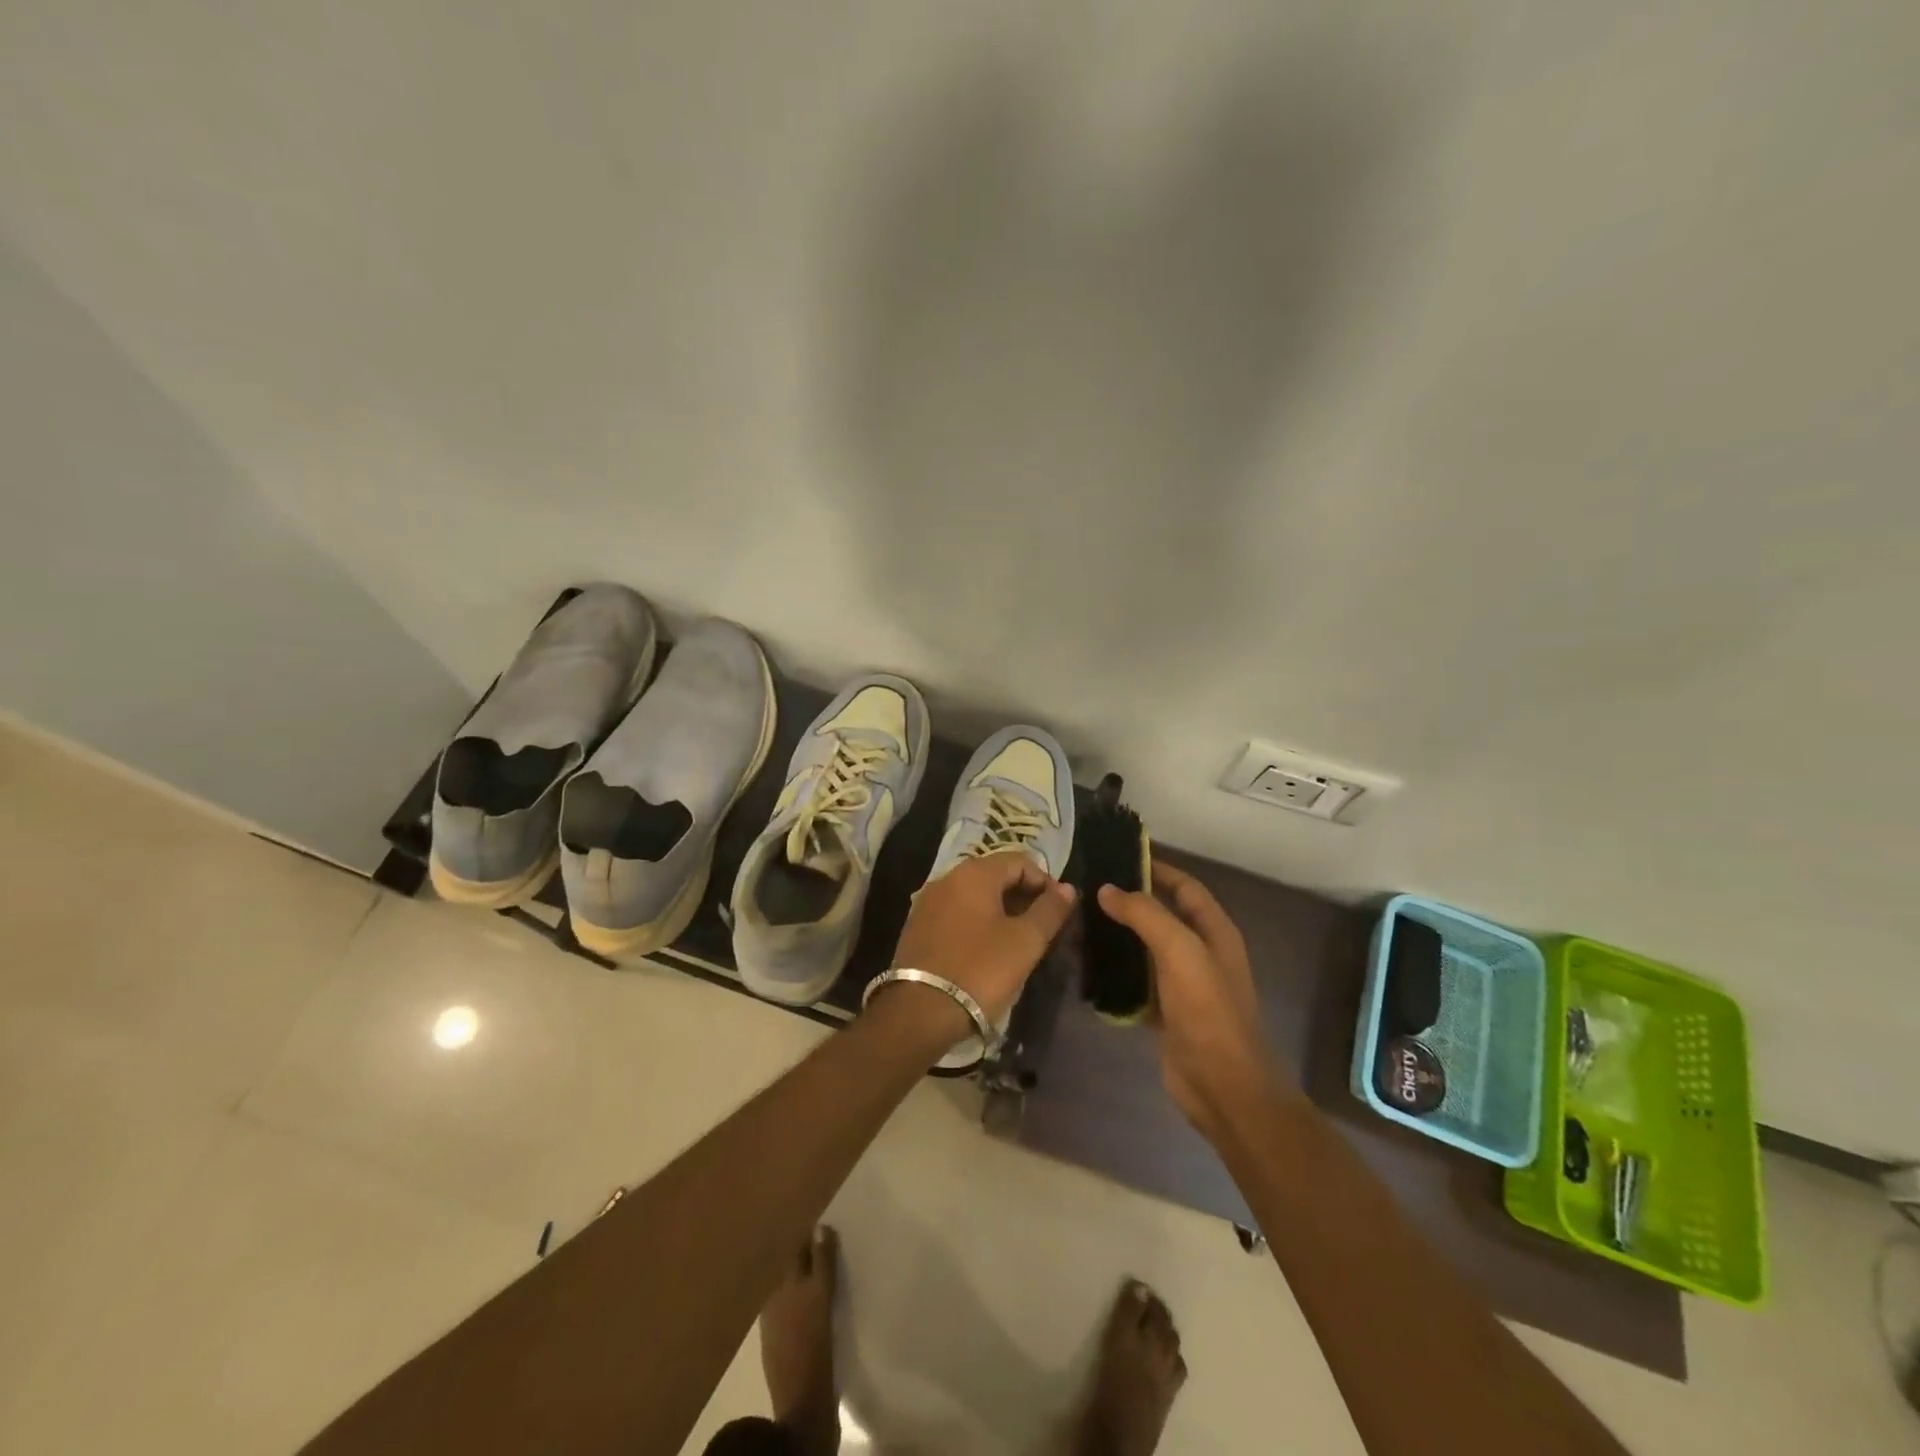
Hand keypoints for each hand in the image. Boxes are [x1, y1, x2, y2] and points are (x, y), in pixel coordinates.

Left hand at [880, 851, 1076, 1041]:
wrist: (921, 1010)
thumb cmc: (981, 970)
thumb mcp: (1025, 941)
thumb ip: (1049, 910)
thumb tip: (1067, 888)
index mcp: (974, 874)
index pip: (1018, 861)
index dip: (1044, 881)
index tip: (1059, 910)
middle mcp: (947, 878)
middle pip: (994, 875)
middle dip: (1022, 895)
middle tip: (1042, 926)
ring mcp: (928, 902)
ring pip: (973, 895)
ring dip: (999, 909)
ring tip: (1018, 939)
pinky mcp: (917, 926)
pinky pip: (956, 912)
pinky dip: (976, 921)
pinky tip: (987, 948)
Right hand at [1096, 862, 1276, 1138]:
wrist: (1222, 1086)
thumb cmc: (1207, 1010)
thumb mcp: (1180, 951)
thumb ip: (1144, 914)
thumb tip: (1107, 890)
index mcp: (1214, 931)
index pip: (1185, 886)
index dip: (1156, 868)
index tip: (1118, 857)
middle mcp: (1200, 952)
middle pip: (1161, 915)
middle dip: (1128, 902)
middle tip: (1086, 891)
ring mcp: (1183, 984)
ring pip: (1144, 948)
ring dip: (1116, 937)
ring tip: (1078, 925)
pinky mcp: (1166, 1011)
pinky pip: (1136, 981)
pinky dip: (1114, 972)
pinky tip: (1086, 966)